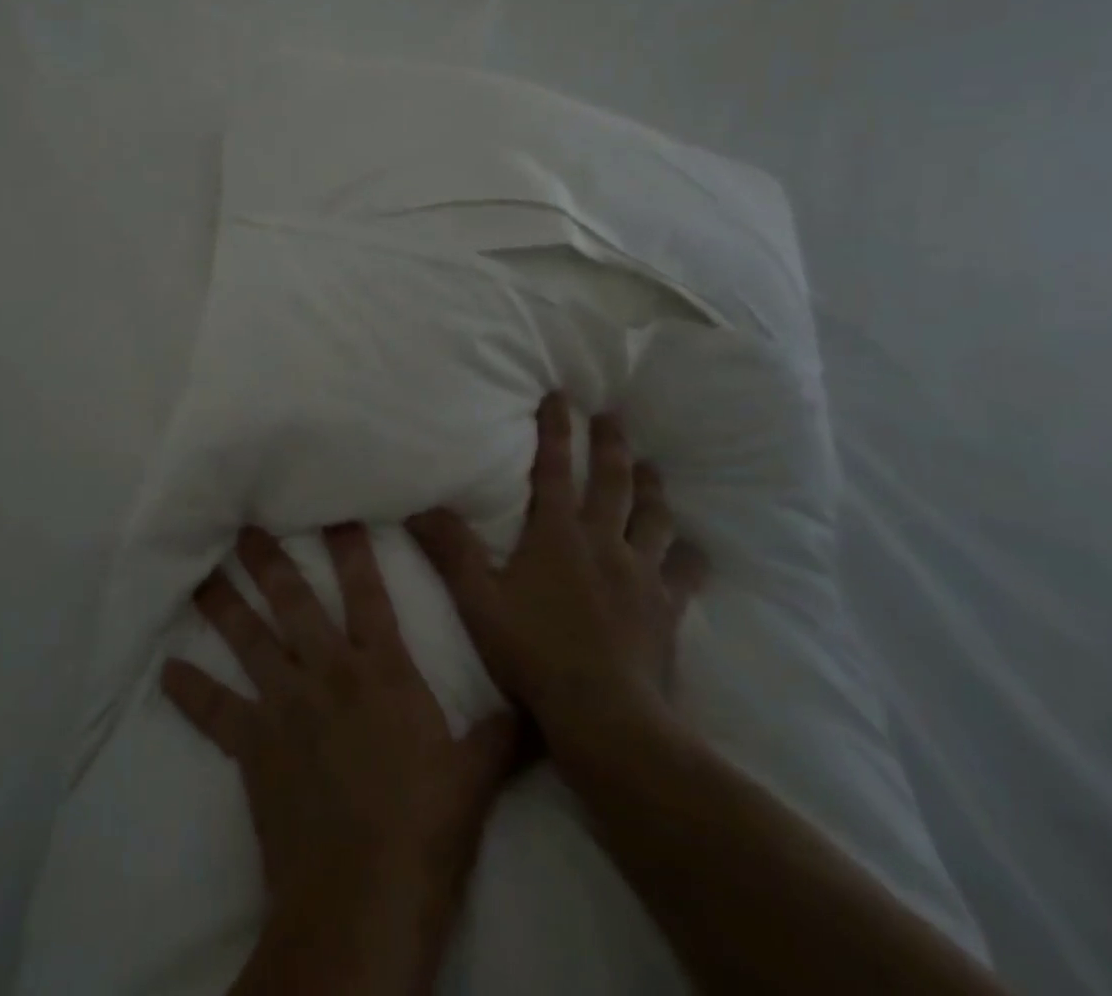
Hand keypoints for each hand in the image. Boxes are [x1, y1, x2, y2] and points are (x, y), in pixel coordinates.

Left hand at [162, 524, 517, 981]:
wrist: (363, 902)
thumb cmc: (425, 831)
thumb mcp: (477, 779)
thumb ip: (503, 734)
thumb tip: (538, 708)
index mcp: (382, 671)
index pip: (368, 593)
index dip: (352, 550)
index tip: (334, 512)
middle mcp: (329, 673)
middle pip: (295, 603)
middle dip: (271, 560)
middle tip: (247, 525)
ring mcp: (286, 706)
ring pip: (250, 641)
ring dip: (224, 606)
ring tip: (202, 575)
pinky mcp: (254, 746)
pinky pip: (216, 711)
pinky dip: (191, 691)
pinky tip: (166, 672)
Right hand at [407, 391, 707, 753]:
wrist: (605, 716)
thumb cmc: (535, 654)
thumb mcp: (478, 602)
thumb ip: (450, 552)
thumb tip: (420, 507)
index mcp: (558, 535)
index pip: (555, 468)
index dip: (556, 429)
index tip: (561, 396)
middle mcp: (603, 542)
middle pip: (613, 481)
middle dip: (611, 443)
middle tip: (613, 416)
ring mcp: (641, 573)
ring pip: (653, 517)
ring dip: (652, 488)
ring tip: (651, 467)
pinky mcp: (666, 607)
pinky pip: (684, 572)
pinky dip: (687, 555)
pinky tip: (692, 549)